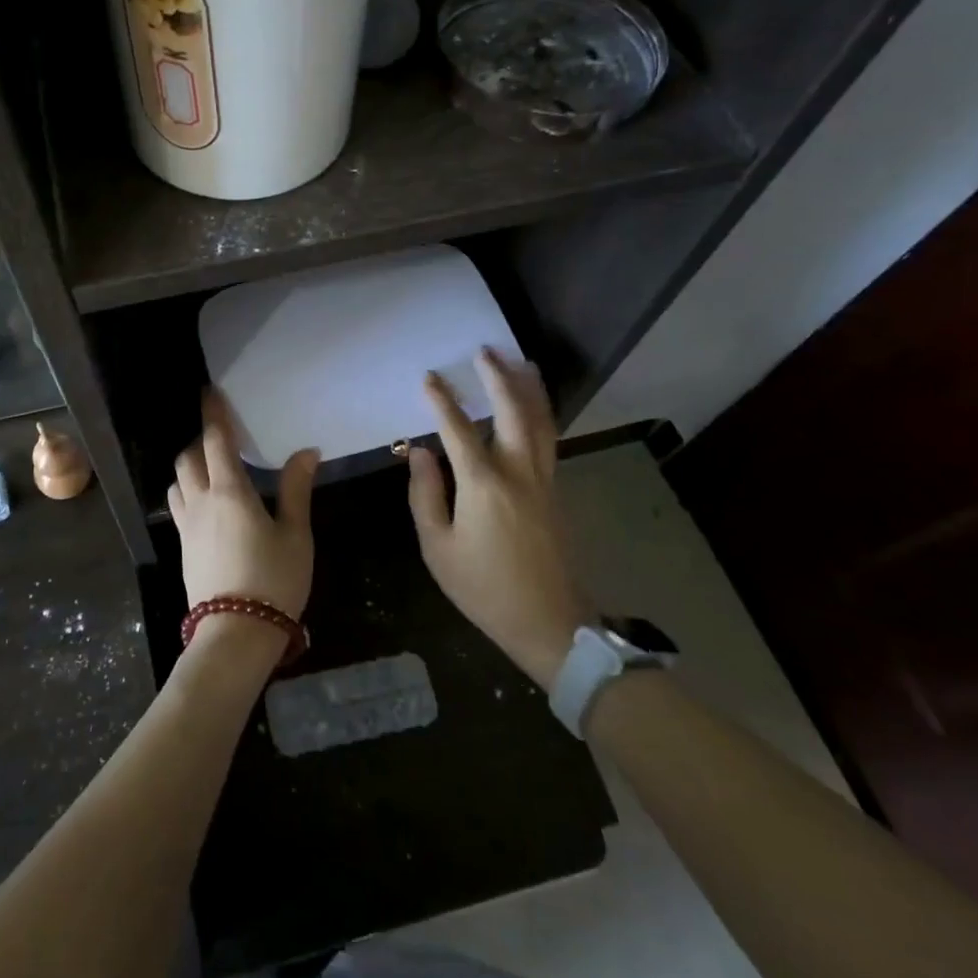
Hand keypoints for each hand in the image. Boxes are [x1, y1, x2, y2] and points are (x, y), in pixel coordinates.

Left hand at [168, 389, 317, 619]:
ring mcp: (187, 526)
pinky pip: (178, 506)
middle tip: (220, 438)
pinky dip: (187, 492)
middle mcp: (201, 501)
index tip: (209, 393)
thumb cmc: (273, 579)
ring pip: (177, 482)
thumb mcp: (295, 534)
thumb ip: (296, 489)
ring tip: (210, 469)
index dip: (213, 414)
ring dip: (189, 467)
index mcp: (229, 491)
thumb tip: (306, 451)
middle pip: (188, 458)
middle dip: (200, 441)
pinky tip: (205, 505)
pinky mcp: (183, 548)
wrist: (236, 633)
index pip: (215, 441)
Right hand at [407, 348, 596, 688]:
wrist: (551, 625)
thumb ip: (426, 495)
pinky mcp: (556, 494)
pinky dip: (541, 415)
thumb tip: (421, 452)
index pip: (458, 430)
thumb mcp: (438, 547)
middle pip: (513, 413)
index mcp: (483, 485)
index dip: (441, 401)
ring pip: (541, 423)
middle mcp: (518, 473)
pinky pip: (549, 441)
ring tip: (522, 363)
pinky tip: (535, 409)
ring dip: (530, 390)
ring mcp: (544, 482)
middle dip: (498, 378)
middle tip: (486, 352)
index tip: (429, 376)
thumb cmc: (484, 589)